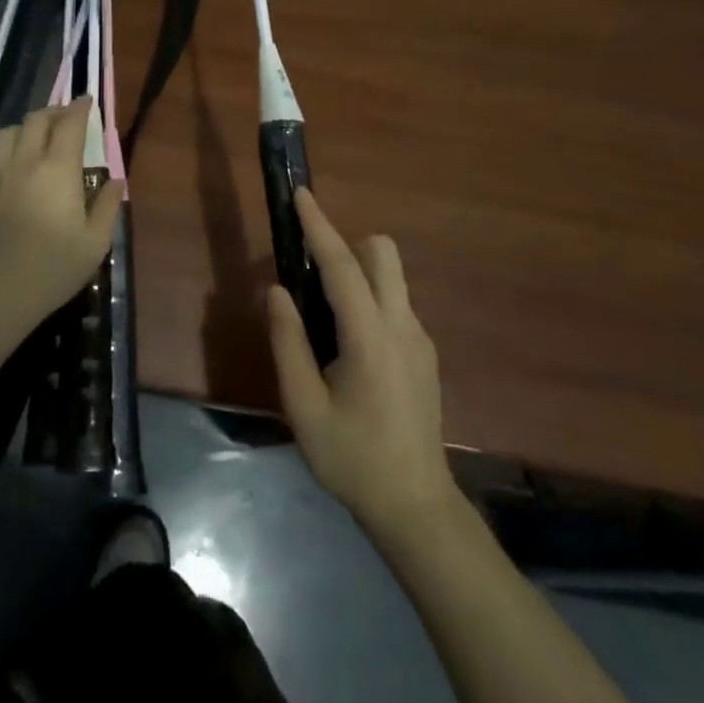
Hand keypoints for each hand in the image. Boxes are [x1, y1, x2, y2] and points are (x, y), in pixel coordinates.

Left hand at [0, 99, 123, 346]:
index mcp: (58, 169)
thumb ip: (108, 206)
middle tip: (66, 117)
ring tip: (34, 137)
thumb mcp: (95, 242)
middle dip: (53, 112)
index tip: (87, 100)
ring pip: (5, 134)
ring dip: (22, 128)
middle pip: (35, 120)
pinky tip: (4, 166)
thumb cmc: (54, 267)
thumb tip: (116, 180)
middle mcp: (25, 162)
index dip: (79, 107)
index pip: (69, 124)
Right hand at [268, 189, 457, 541]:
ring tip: (326, 320)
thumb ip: (288, 342)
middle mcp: (402, 326)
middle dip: (348, 245)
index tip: (301, 194)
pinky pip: (395, 304)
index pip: (342, 265)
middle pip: (383, 253)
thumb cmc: (352, 459)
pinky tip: (351, 352)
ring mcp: (420, 339)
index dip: (318, 225)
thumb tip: (277, 290)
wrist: (416, 508)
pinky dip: (371, 301)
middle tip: (313, 277)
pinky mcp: (426, 354)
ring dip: (359, 274)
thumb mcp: (304, 407)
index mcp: (370, 337)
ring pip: (392, 277)